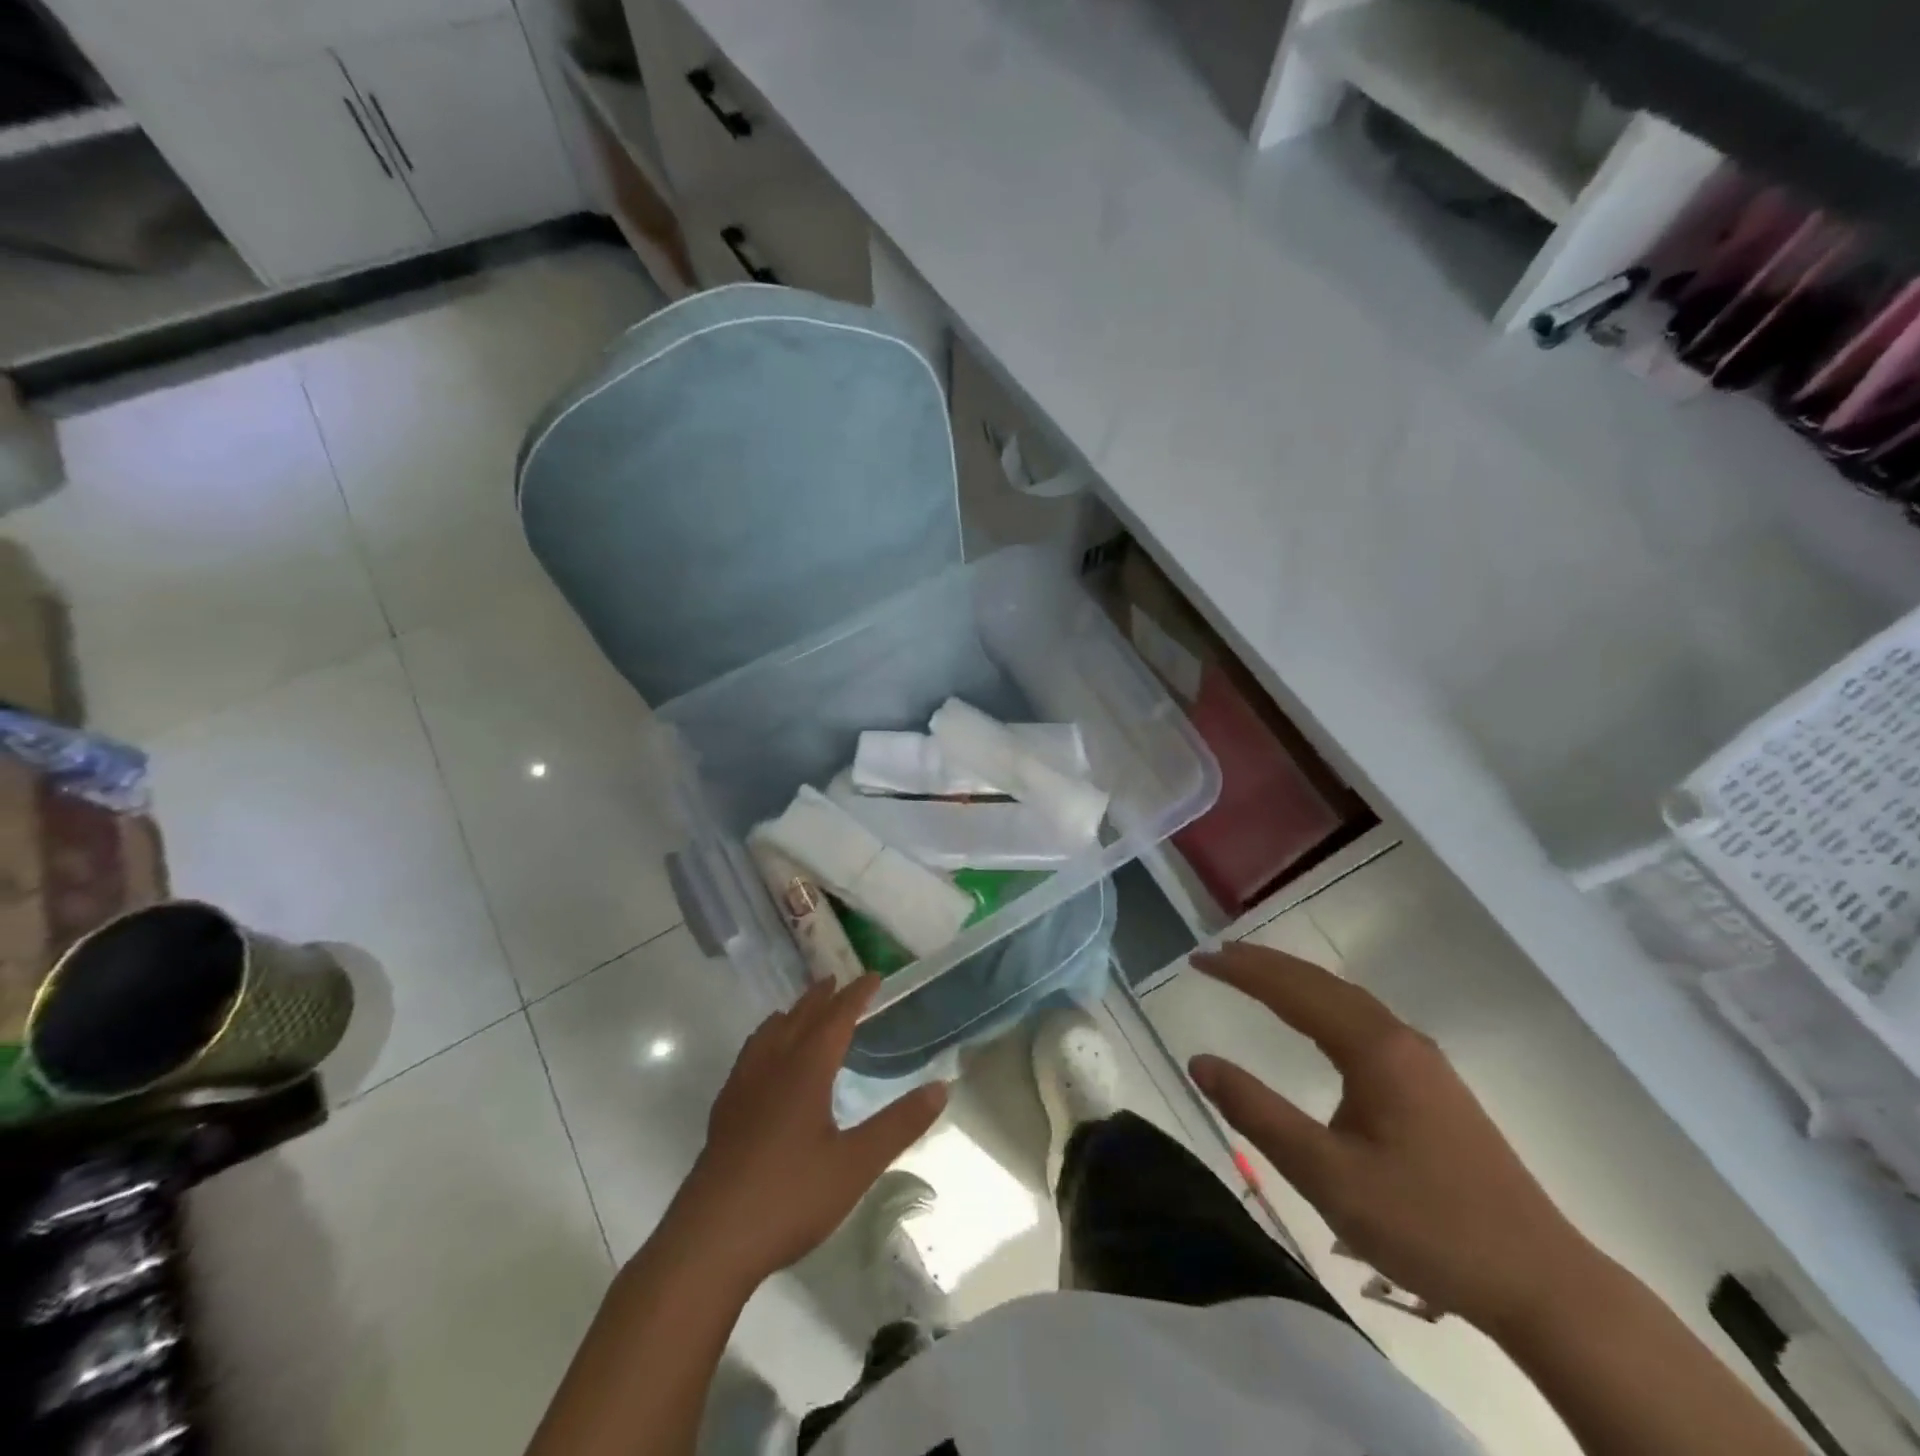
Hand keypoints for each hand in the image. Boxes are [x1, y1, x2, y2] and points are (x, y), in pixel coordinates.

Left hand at [668, 976, 947, 1289]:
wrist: (710, 1242)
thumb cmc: (790, 1198)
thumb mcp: (856, 1164)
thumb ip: (899, 1124)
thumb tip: (940, 1086)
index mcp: (805, 1070)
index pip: (836, 1018)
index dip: (856, 995)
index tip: (874, 976)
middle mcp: (772, 1067)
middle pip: (799, 1018)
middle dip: (822, 997)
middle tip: (838, 981)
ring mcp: (742, 1089)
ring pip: (768, 1034)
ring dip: (790, 1015)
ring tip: (800, 1011)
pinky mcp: (725, 1113)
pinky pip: (749, 1056)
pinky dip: (765, 1041)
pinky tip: (764, 1064)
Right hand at [1187, 943, 1593, 1332]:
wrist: (1543, 1283)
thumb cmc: (1428, 1226)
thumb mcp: (1327, 1176)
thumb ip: (1258, 1114)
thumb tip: (1200, 1061)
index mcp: (1375, 1050)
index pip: (1293, 991)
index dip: (1242, 971)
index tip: (1198, 959)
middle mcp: (1400, 1039)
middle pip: (1322, 984)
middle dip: (1266, 965)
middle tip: (1217, 956)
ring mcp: (1423, 1060)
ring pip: (1346, 1000)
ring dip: (1295, 981)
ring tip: (1253, 975)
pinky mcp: (1434, 1085)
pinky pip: (1364, 1021)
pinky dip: (1322, 1004)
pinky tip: (1315, 1021)